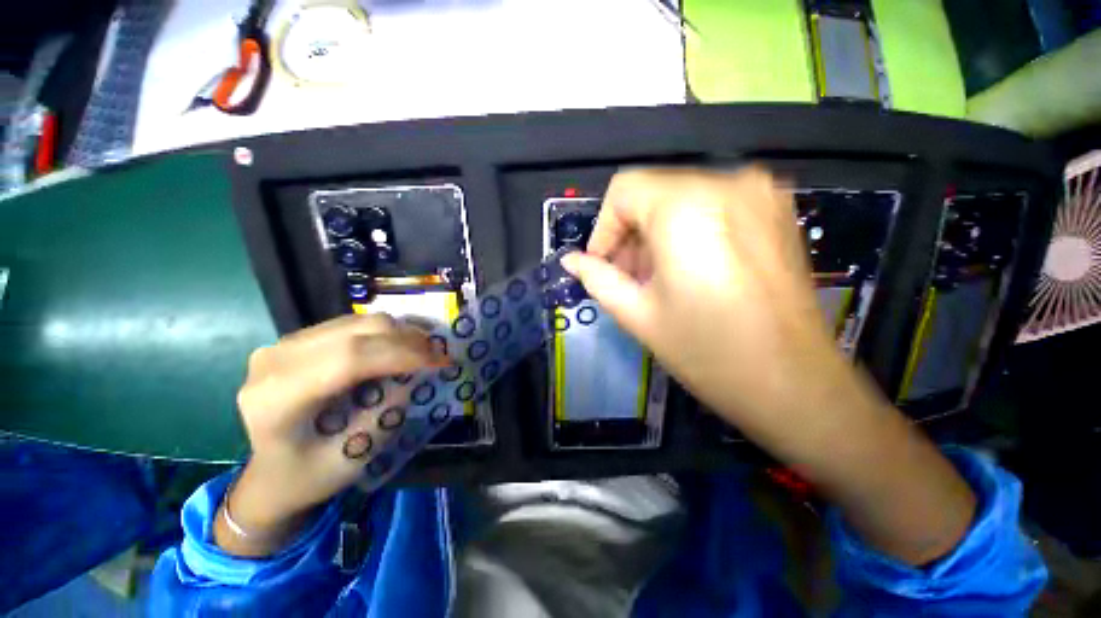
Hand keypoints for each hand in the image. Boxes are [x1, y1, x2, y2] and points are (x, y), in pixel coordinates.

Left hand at [217, 314, 447, 556]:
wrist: (265, 474)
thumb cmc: (304, 477)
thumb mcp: (348, 461)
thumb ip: (383, 416)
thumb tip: (415, 376)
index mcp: (276, 397)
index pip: (350, 358)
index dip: (403, 355)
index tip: (442, 362)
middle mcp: (276, 359)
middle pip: (358, 331)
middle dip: (409, 340)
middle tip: (439, 355)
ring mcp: (285, 343)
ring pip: (359, 321)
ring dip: (400, 334)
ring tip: (425, 352)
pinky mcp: (298, 339)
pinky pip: (353, 325)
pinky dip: (385, 334)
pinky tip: (401, 348)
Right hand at [563, 168, 975, 564]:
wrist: (796, 385)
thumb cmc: (708, 351)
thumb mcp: (638, 314)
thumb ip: (597, 279)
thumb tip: (571, 261)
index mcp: (687, 207)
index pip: (624, 189)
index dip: (604, 227)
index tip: (603, 265)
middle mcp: (727, 183)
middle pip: (653, 192)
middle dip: (630, 233)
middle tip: (628, 278)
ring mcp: (759, 193)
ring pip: (681, 198)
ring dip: (657, 235)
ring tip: (657, 280)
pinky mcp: (776, 211)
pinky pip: (712, 206)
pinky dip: (687, 231)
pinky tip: (689, 271)